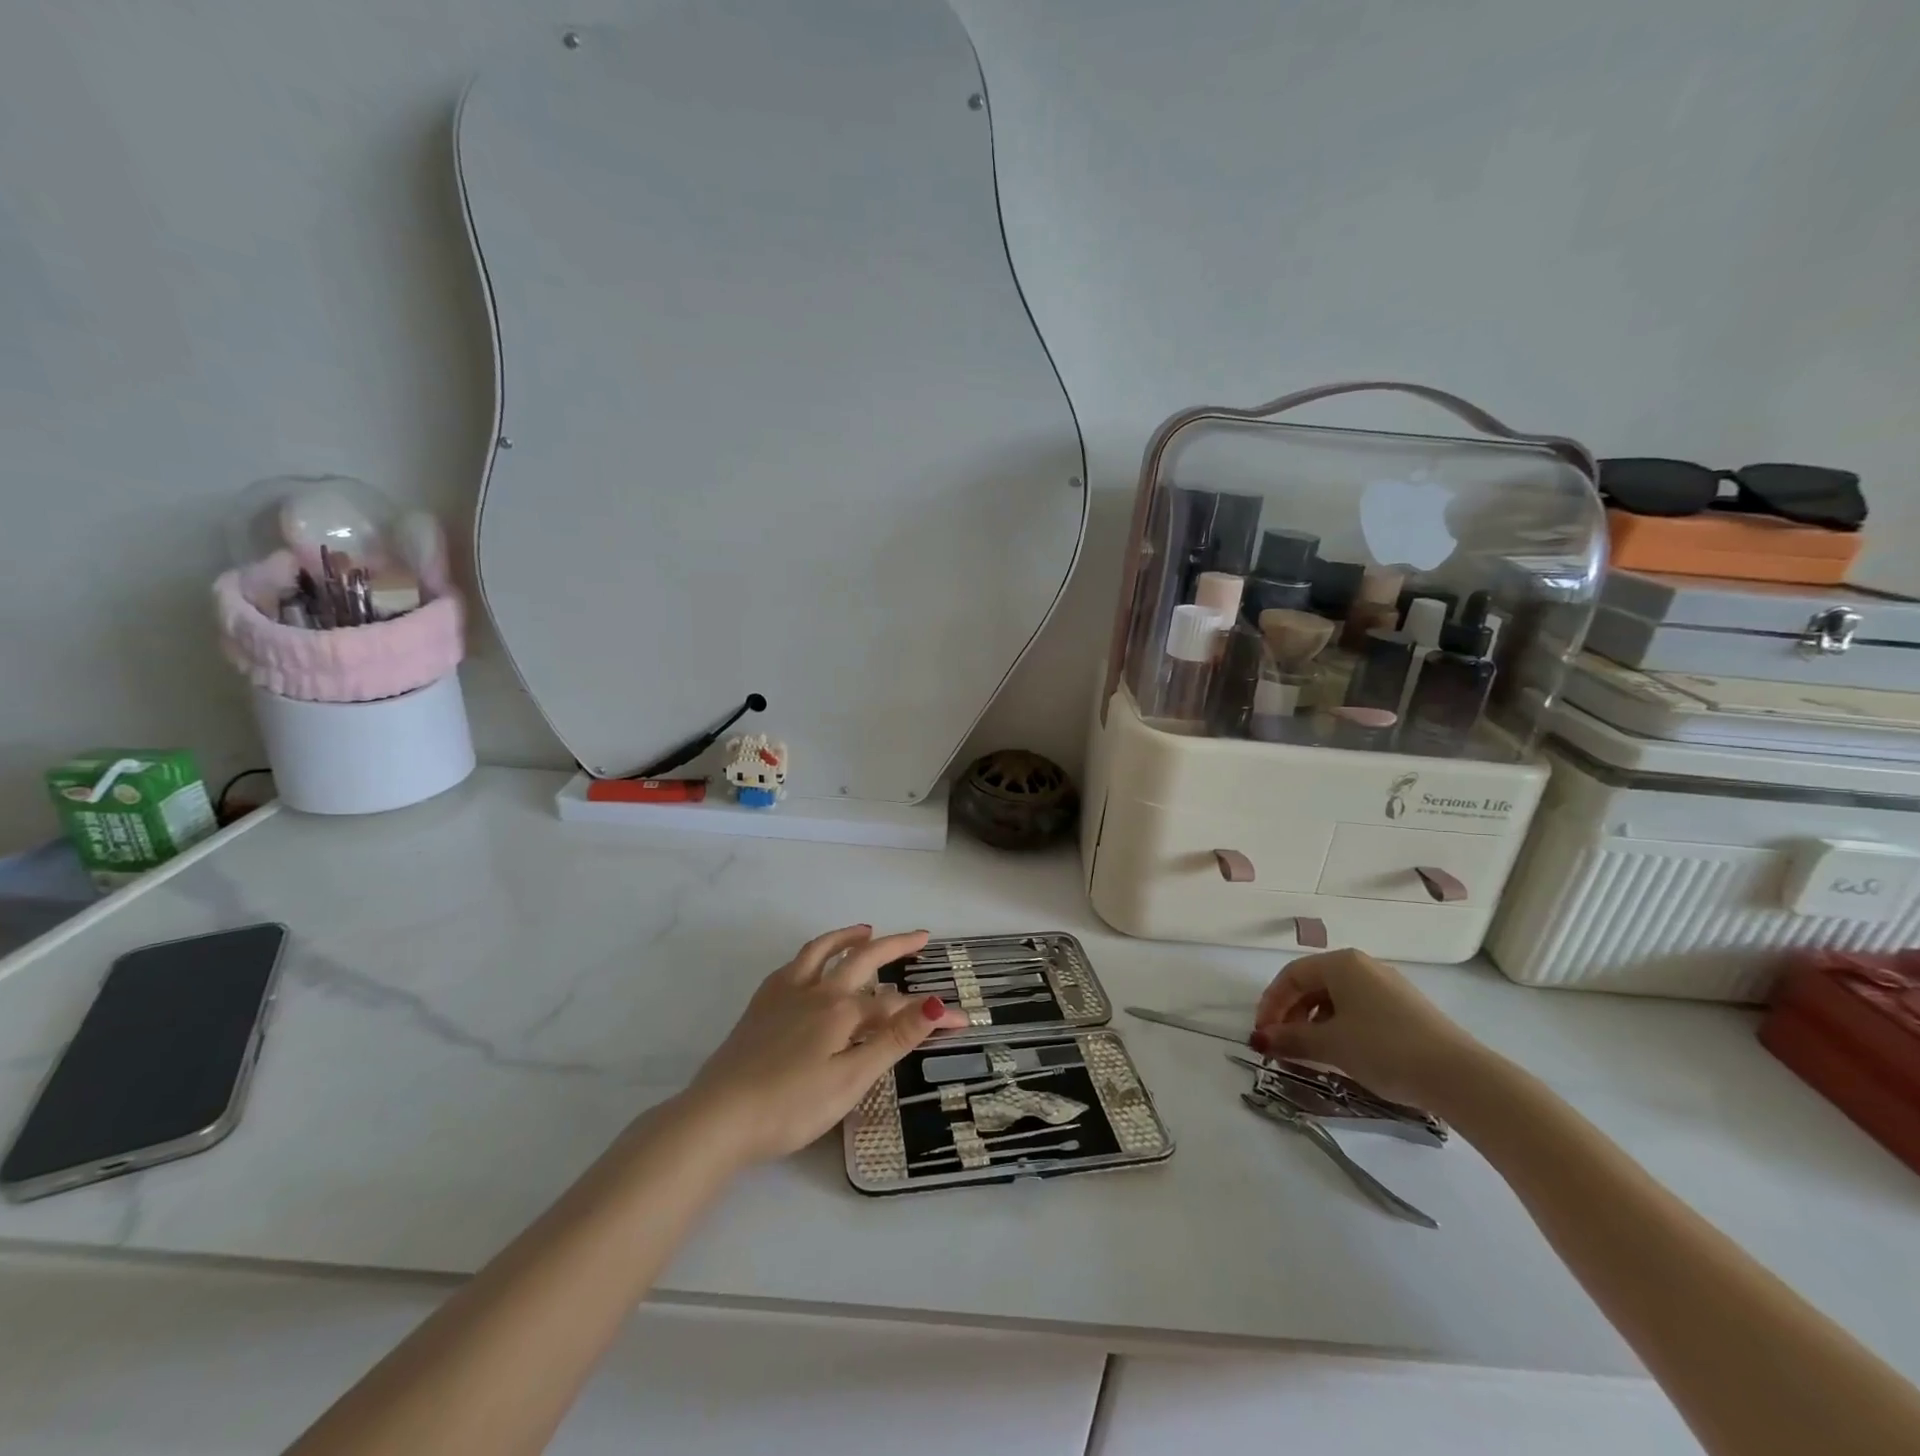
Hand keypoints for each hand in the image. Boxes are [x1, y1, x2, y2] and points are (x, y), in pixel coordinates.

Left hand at [682, 925, 969, 1164]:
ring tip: (866, 929)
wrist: (719, 1117)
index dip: (932, 1013)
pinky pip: (792, 965)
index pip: (898, 1006)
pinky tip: (812, 962)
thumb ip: (894, 1039)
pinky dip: (812, 954)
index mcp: (842, 1010)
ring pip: (822, 951)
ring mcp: (785, 993)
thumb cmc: (791, 1106)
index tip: (964, 1020)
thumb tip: (938, 1004)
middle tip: (920, 936)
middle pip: (862, 958)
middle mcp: (817, 990)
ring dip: (848, 937)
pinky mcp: (761, 1005)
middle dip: (894, 945)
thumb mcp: (851, 1079)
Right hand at [1250, 948, 1484, 1107]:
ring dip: (1315, 1024)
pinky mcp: (1407, 1009)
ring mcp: (1388, 987)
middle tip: (1283, 1046)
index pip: (1291, 976)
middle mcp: (1363, 966)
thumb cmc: (1384, 1049)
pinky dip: (1341, 1028)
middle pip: (1313, 985)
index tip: (1263, 1035)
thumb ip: (1290, 1039)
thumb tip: (1258, 1040)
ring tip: (1311, 1054)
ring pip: (1336, 1000)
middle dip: (1292, 1015)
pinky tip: (1343, 1054)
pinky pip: (1360, 1010)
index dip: (1270, 1005)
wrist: (1460, 1076)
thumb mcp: (1330, 1045)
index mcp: (1341, 963)